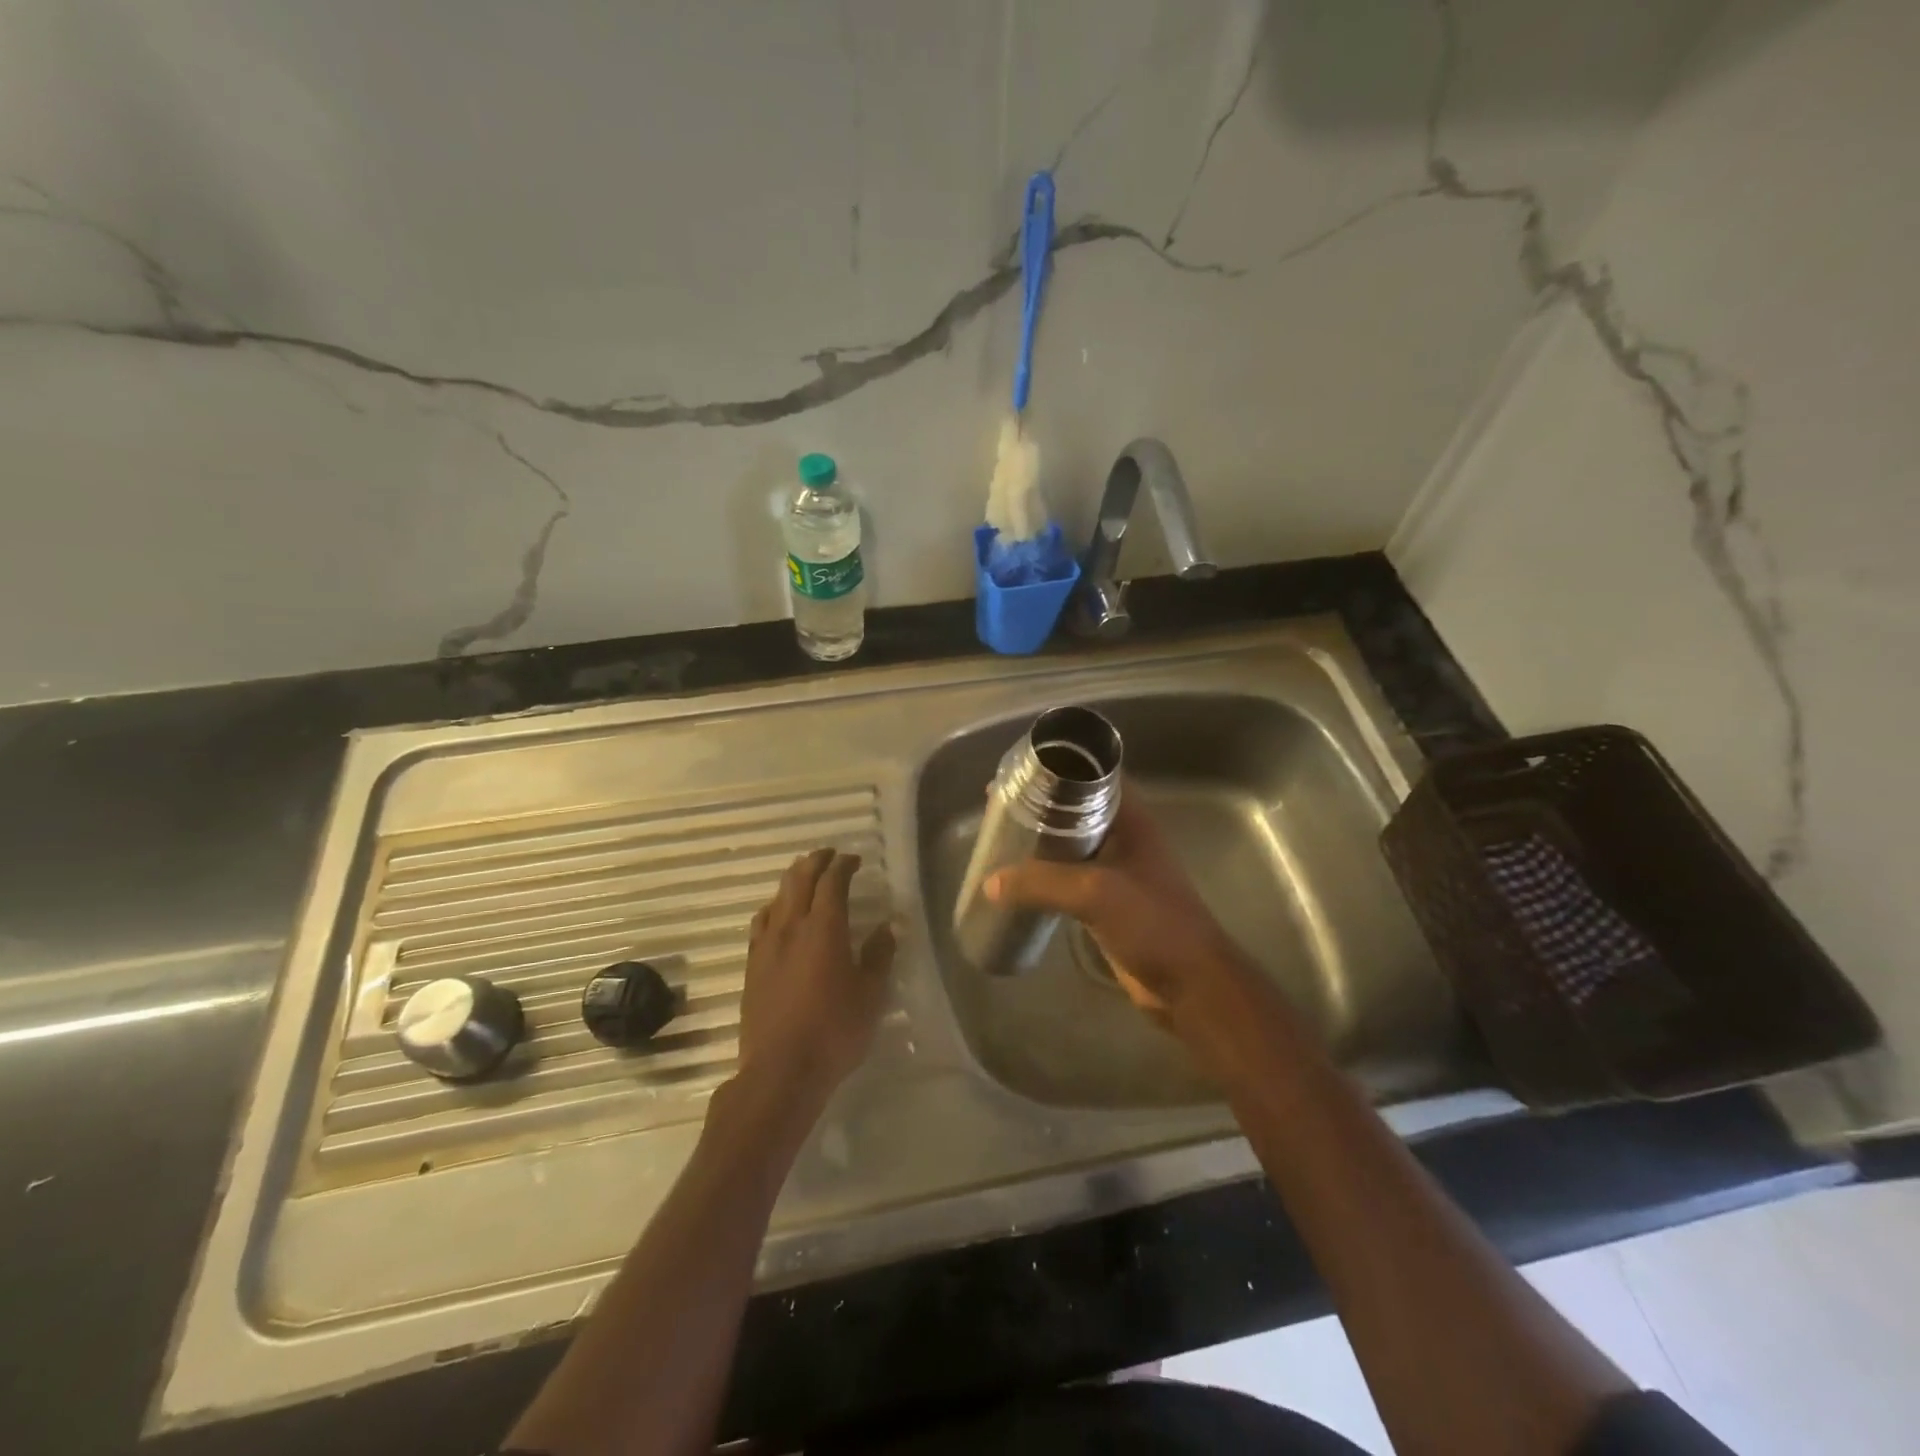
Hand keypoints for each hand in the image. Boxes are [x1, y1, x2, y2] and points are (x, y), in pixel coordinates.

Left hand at [737, 848, 895, 1108]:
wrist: (780, 1071)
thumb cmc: (834, 1030)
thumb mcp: (870, 994)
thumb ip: (879, 954)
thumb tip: (889, 925)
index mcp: (824, 928)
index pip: (832, 881)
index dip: (843, 865)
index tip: (854, 860)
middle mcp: (791, 926)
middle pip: (799, 879)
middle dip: (815, 861)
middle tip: (830, 856)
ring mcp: (767, 945)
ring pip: (778, 897)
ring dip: (793, 880)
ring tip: (806, 877)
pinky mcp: (752, 965)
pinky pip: (762, 921)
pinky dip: (775, 906)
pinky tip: (779, 915)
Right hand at [984, 793, 1250, 1025]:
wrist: (1191, 984)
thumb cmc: (1153, 924)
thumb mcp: (1095, 893)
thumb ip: (1042, 883)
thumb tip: (990, 882)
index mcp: (1130, 819)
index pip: (1094, 775)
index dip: (1058, 766)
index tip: (1019, 771)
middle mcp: (1124, 837)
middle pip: (1075, 808)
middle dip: (1039, 804)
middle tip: (998, 806)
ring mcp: (1116, 870)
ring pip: (1070, 844)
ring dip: (1039, 840)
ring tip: (1000, 837)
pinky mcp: (1107, 901)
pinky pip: (1068, 877)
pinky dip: (1044, 874)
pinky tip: (1016, 881)